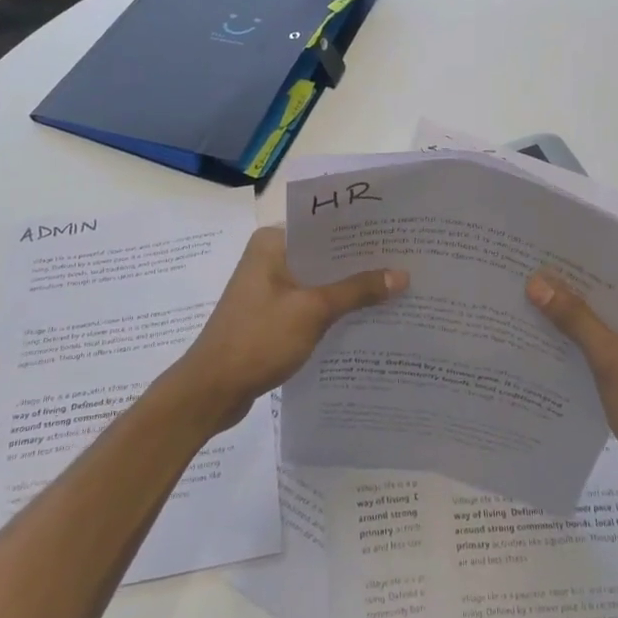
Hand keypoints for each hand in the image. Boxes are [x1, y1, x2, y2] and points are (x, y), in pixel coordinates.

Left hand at [175, 226, 406, 427]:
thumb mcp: (313, 311)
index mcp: (272, 243)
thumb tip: (402, 275)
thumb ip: (357, 290)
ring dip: (348, 288)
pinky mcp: (270, 315)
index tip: (397, 234)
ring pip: (318, 280)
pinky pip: (309, 302)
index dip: (360, 231)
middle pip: (323, 254)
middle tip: (405, 261)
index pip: (324, 225)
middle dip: (360, 262)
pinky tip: (365, 317)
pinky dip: (333, 308)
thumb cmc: (258, 339)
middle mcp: (269, 257)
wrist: (211, 391)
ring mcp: (268, 288)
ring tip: (394, 288)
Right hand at [526, 275, 617, 500]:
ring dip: (583, 319)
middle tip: (535, 274)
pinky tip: (556, 338)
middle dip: (582, 292)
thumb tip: (536, 281)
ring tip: (537, 299)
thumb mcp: (613, 362)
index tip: (550, 254)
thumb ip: (576, 320)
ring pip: (617, 323)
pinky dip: (592, 343)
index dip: (590, 266)